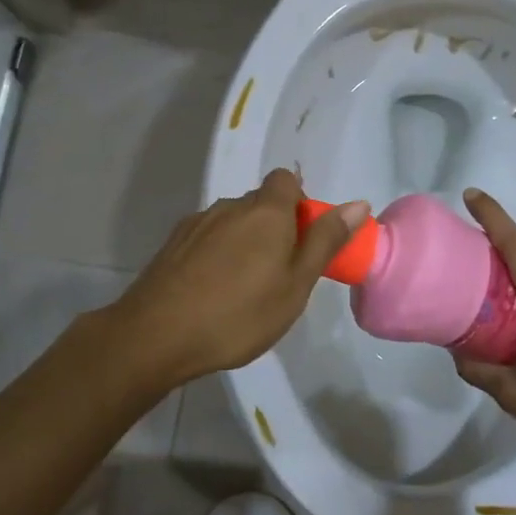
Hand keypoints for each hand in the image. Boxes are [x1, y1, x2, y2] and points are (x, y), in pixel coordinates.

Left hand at [105, 168, 368, 386]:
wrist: (156, 335)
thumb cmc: (239, 314)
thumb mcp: (295, 285)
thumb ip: (325, 241)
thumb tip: (359, 204)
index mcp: (265, 211)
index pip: (286, 179)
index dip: (299, 203)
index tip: (303, 241)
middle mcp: (229, 207)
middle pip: (260, 203)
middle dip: (275, 228)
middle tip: (279, 274)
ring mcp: (196, 224)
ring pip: (232, 222)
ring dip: (245, 243)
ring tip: (243, 290)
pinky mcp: (173, 245)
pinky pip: (207, 239)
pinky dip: (217, 255)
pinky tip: (212, 292)